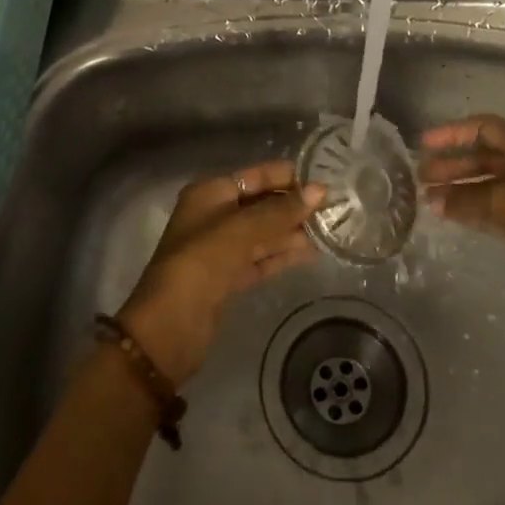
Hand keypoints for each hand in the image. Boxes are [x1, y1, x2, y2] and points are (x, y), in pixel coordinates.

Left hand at [117, 161, 323, 386]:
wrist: (169, 327)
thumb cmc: (200, 264)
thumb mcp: (240, 231)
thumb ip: (279, 211)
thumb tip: (320, 190)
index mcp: (209, 194)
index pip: (254, 176)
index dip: (286, 178)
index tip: (323, 183)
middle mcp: (214, 216)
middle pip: (261, 204)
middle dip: (293, 206)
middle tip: (335, 209)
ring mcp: (221, 249)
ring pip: (263, 232)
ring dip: (292, 231)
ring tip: (331, 230)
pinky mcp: (228, 278)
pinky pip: (262, 258)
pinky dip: (283, 254)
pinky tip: (312, 253)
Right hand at [420, 115, 504, 321]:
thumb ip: (466, 199)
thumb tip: (434, 199)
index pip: (484, 127)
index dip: (452, 133)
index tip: (422, 144)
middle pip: (486, 155)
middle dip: (453, 165)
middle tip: (420, 178)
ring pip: (492, 182)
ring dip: (462, 189)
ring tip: (430, 201)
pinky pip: (502, 204)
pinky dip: (478, 207)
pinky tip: (455, 217)